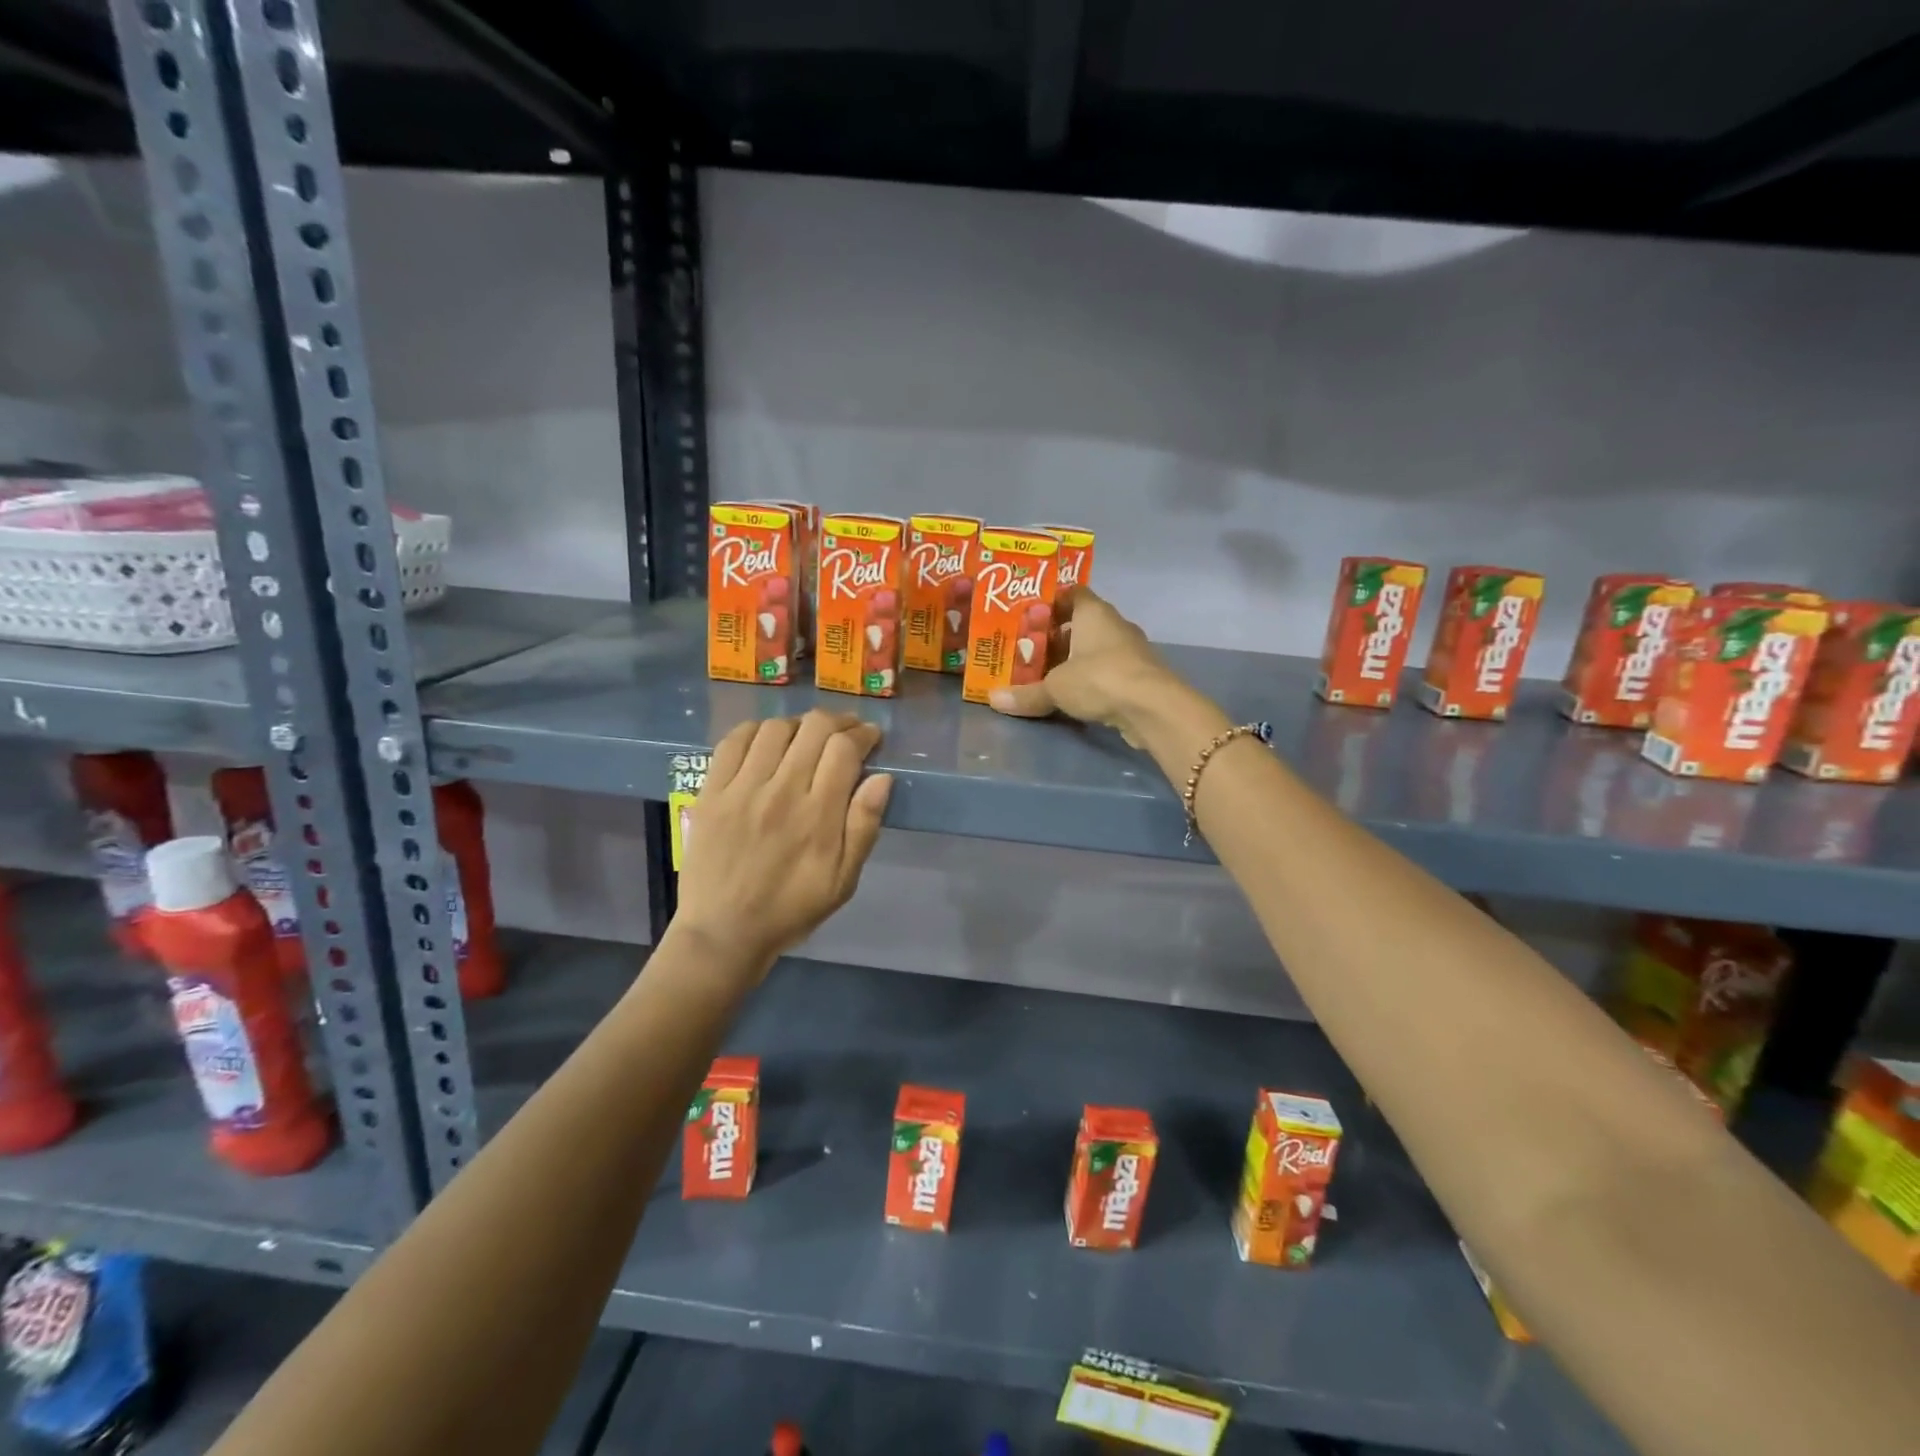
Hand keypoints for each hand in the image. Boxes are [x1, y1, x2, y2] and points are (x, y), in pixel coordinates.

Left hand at [675, 711, 893, 968]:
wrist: (723, 932)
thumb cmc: (791, 908)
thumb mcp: (843, 880)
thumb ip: (864, 827)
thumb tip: (882, 778)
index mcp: (818, 816)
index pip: (844, 749)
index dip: (863, 733)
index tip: (871, 737)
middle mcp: (781, 792)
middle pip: (814, 729)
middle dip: (839, 721)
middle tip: (846, 732)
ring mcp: (742, 789)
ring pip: (776, 728)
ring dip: (799, 725)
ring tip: (807, 737)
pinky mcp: (711, 791)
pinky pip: (734, 741)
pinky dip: (756, 730)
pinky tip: (767, 741)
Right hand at [987, 589, 1181, 745]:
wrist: (1153, 708)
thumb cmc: (1100, 679)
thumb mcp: (1055, 687)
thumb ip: (1026, 693)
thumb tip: (992, 699)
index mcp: (1093, 612)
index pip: (1072, 593)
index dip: (1050, 602)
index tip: (1027, 616)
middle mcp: (1114, 624)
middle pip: (1081, 623)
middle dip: (1056, 635)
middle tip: (1027, 649)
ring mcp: (1130, 650)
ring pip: (1094, 648)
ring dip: (1073, 659)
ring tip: (1044, 674)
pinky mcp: (1138, 676)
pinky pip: (1106, 670)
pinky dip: (1090, 679)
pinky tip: (1071, 694)